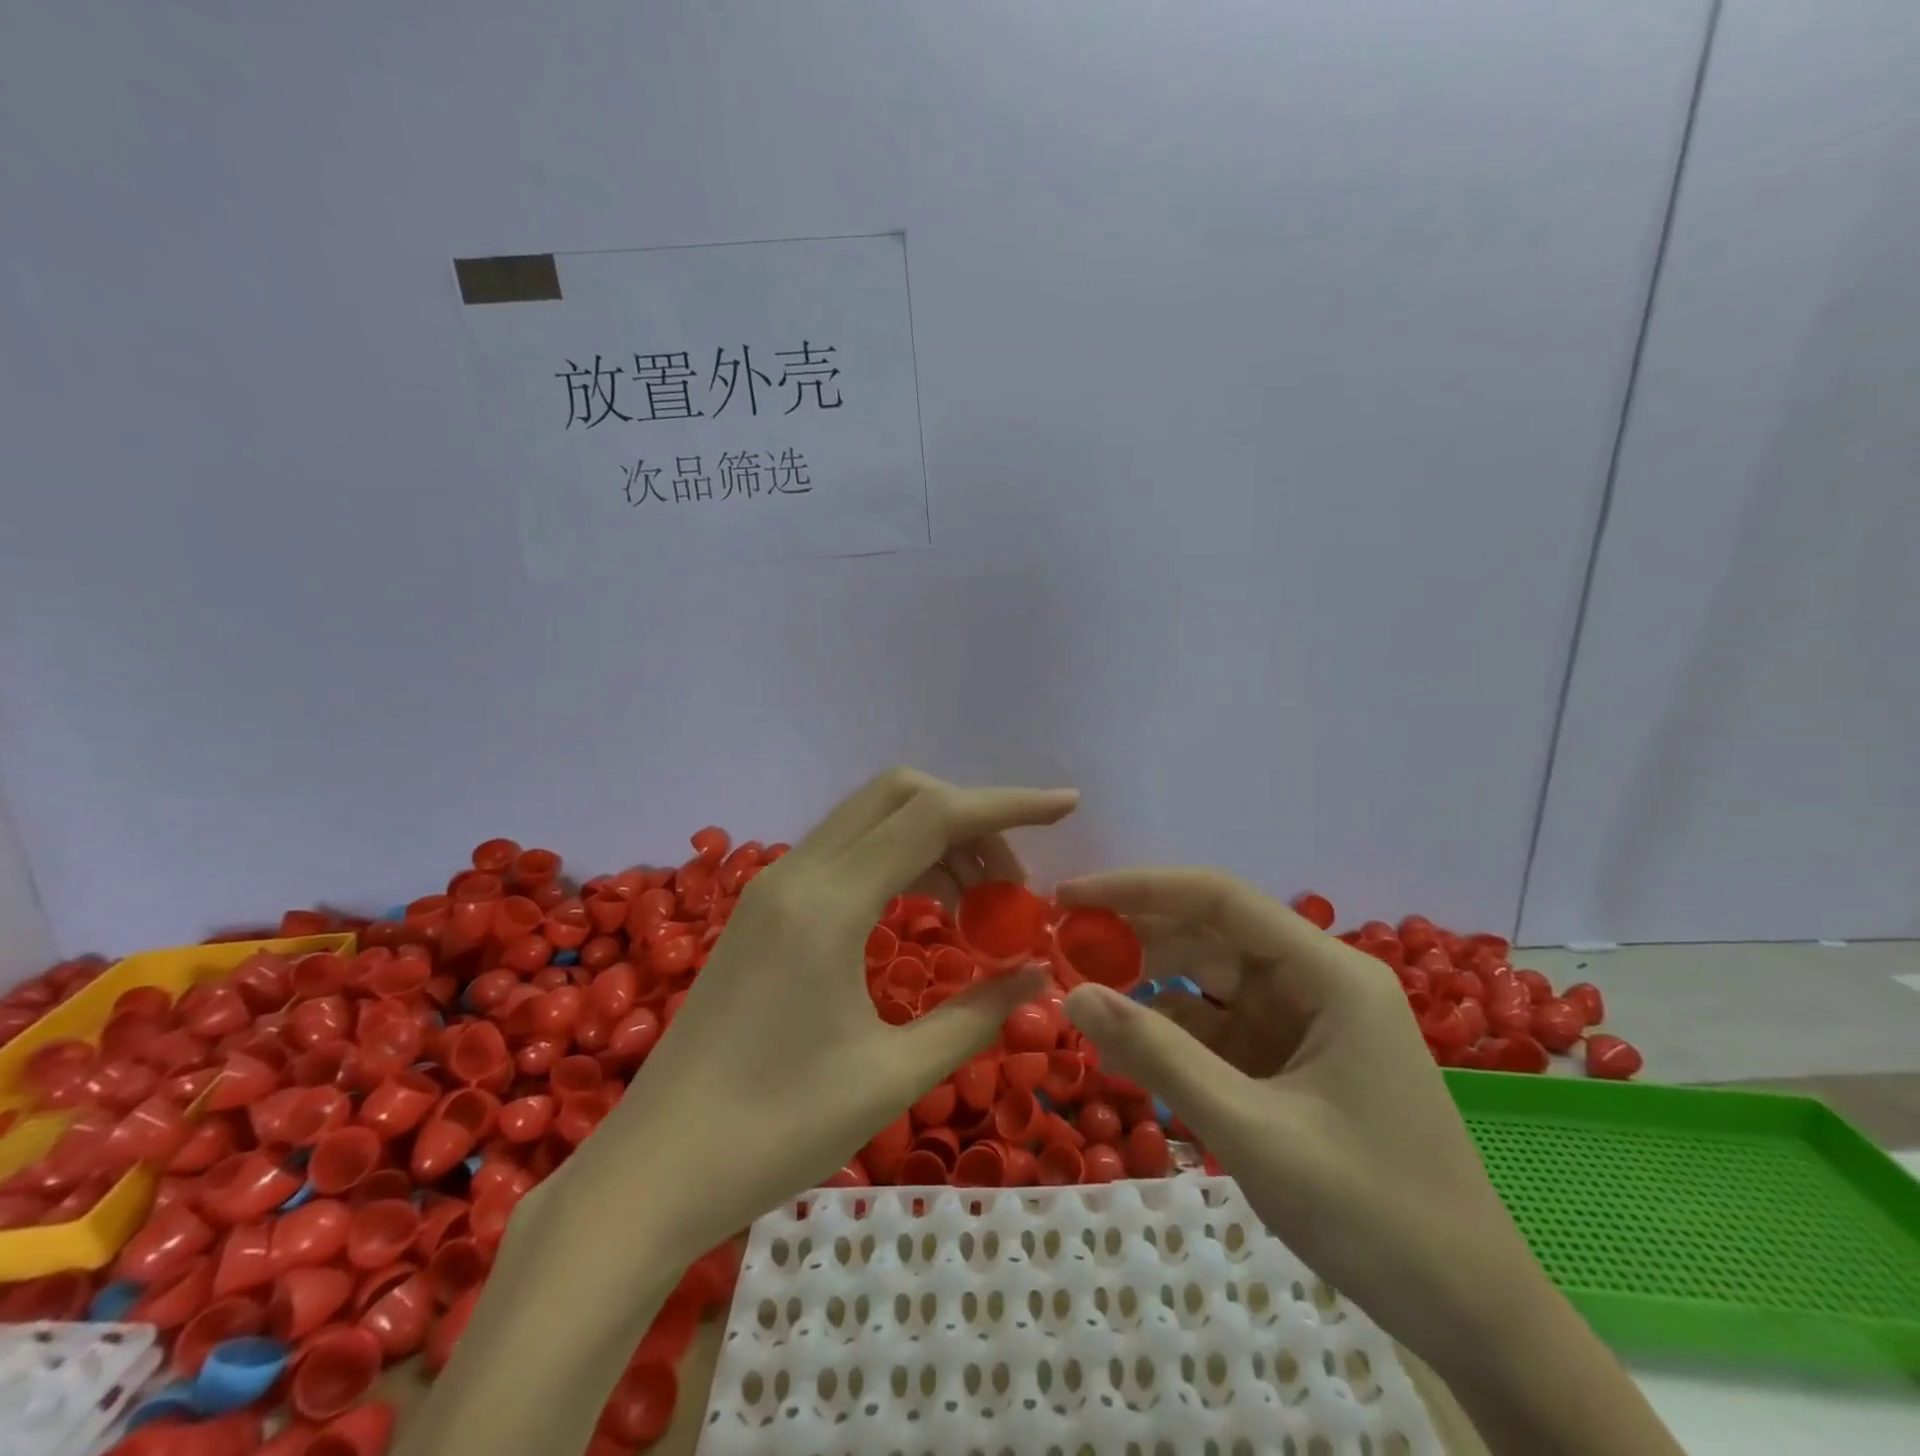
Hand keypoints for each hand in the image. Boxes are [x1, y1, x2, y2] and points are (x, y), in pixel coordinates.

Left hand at [573, 768, 1077, 1267]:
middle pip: (899, 795)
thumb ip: (975, 1014)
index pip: (934, 816)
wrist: (653, 1170)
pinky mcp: (764, 909)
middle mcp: (798, 873)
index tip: (1066, 805)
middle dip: (970, 819)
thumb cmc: (775, 1131)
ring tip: (979, 907)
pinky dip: (897, 862)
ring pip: (871, 819)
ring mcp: (774, 886)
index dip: (1008, 804)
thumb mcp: (892, 1076)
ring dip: (934, 841)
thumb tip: (1036, 974)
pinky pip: (845, 853)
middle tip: (1012, 884)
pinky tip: (923, 912)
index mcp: (829, 903)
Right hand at [1055, 868, 1532, 1359]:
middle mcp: (1316, 983)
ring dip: (1147, 988)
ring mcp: (1304, 1024)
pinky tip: (1128, 1046)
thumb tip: (1073, 995)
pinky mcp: (1291, 1064)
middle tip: (1060, 951)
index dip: (1139, 888)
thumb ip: (1159, 1056)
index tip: (1070, 898)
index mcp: (1328, 974)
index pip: (1219, 899)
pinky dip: (1171, 1035)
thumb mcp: (1252, 1131)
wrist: (1473, 1319)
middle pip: (1210, 936)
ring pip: (1208, 984)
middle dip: (1135, 940)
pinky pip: (1218, 1031)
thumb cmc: (1374, 1214)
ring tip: (1081, 995)